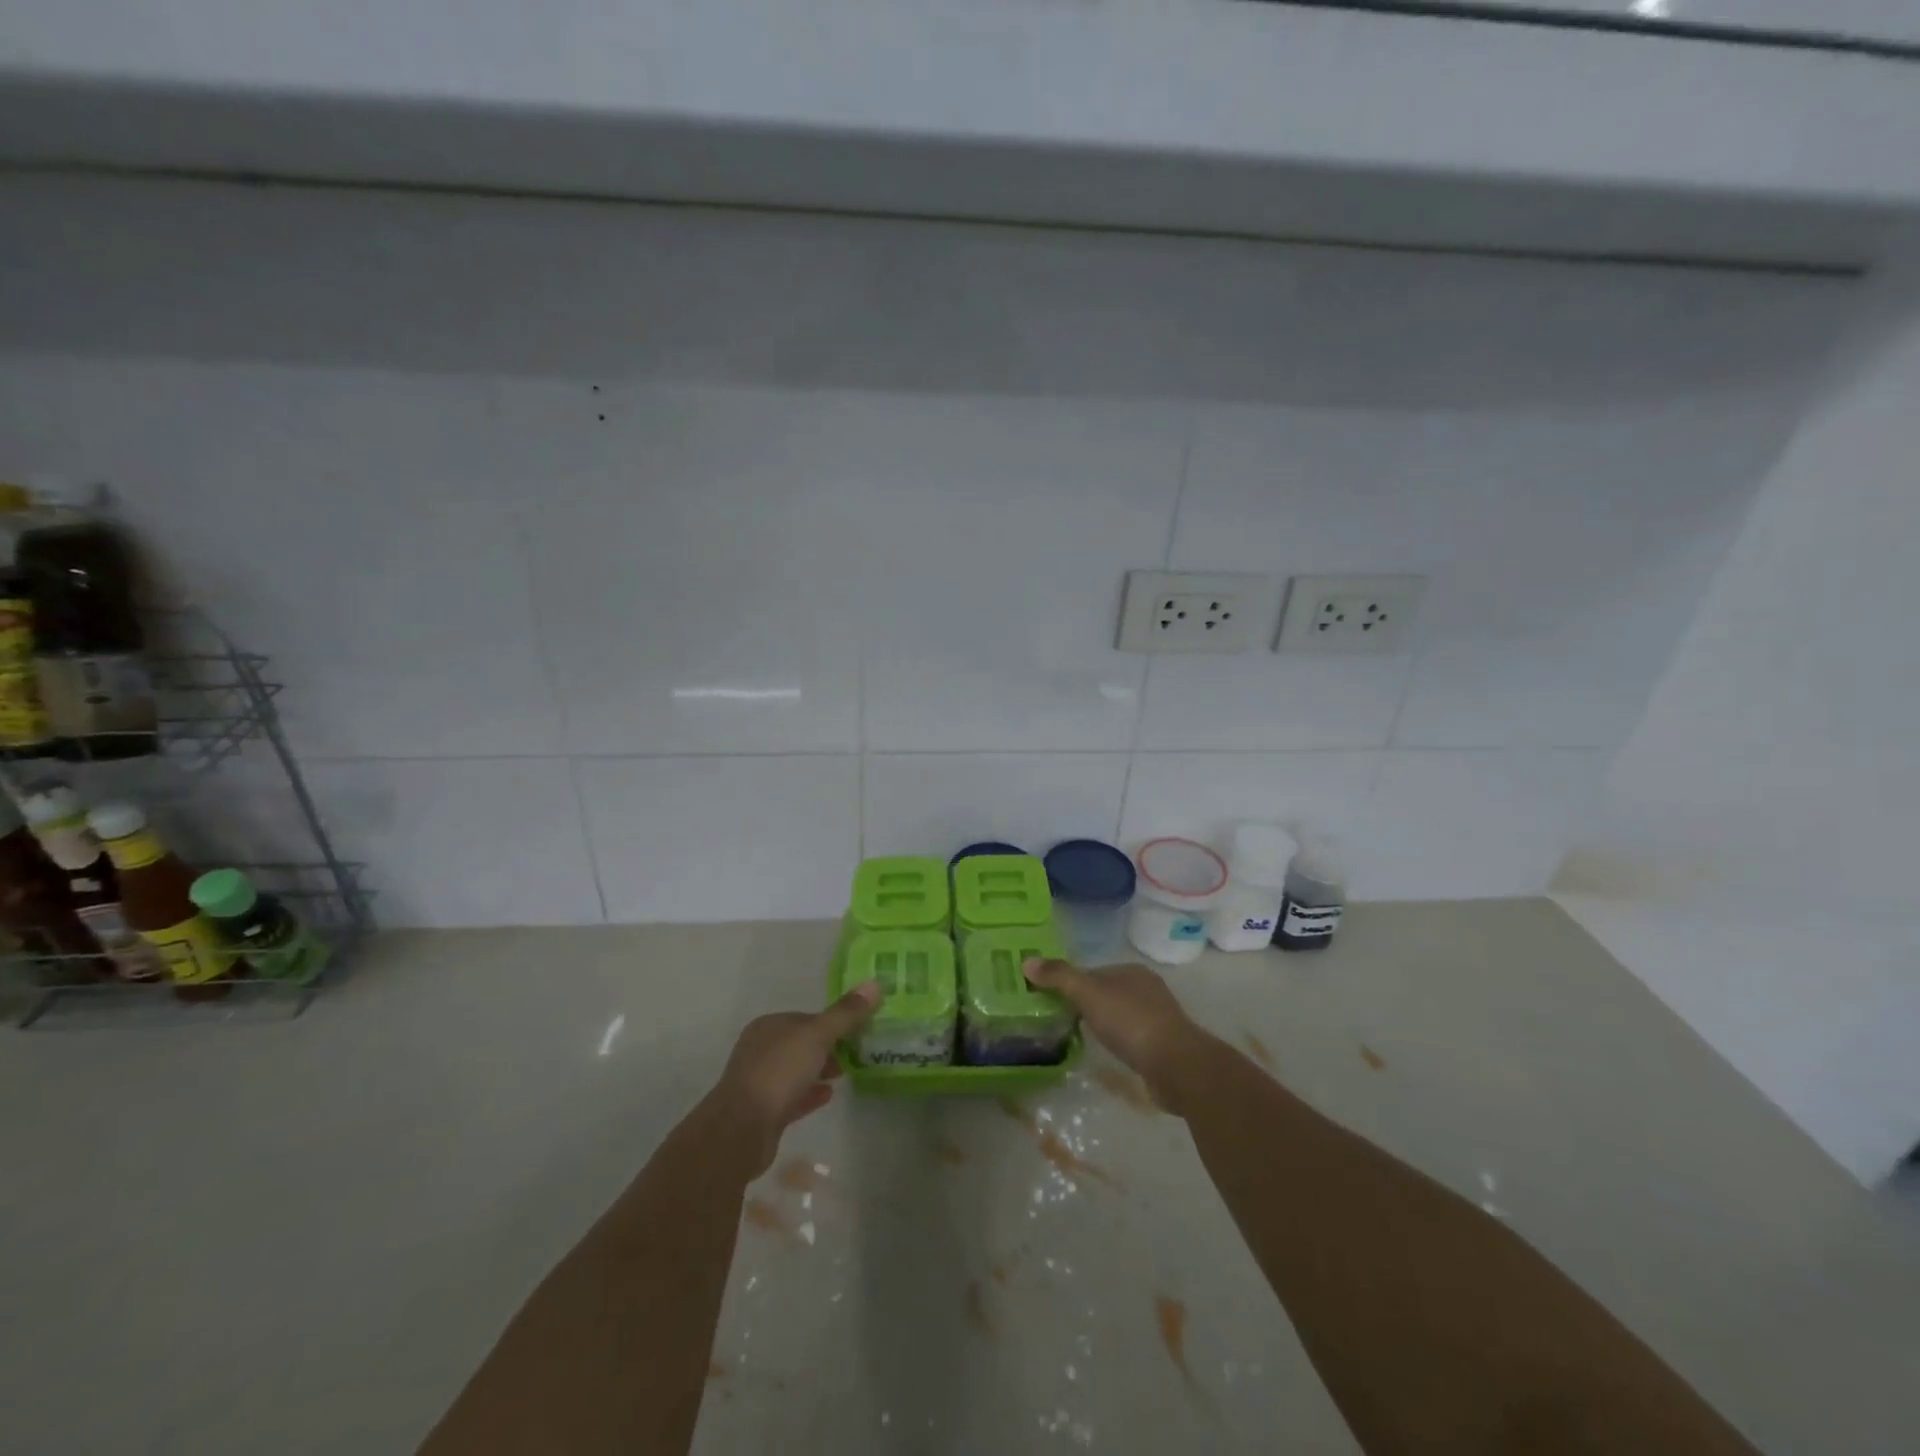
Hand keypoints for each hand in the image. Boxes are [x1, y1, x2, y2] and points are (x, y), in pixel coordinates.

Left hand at [704, 980, 881, 1176]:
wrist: (742, 1128)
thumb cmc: (779, 1071)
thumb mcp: (817, 1036)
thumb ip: (846, 1013)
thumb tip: (874, 983)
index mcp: (770, 1026)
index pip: (807, 1018)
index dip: (833, 1022)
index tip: (858, 1031)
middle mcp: (761, 1049)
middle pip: (801, 1044)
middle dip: (828, 1047)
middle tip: (857, 1054)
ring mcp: (760, 1081)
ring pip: (797, 1070)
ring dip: (820, 1070)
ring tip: (846, 1074)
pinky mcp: (763, 1112)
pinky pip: (793, 1097)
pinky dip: (811, 1093)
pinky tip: (829, 1095)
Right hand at [1022, 958, 1215, 1112]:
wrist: (1176, 1065)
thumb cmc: (1130, 1022)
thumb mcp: (1088, 994)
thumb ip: (1059, 977)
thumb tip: (1027, 961)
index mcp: (1132, 971)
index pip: (1093, 971)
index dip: (1071, 983)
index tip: (1051, 999)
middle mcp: (1148, 989)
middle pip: (1107, 992)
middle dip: (1086, 1004)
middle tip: (1060, 1020)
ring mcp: (1158, 1018)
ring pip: (1120, 1015)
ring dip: (1102, 1024)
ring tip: (1079, 1038)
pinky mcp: (1163, 1045)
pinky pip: (1131, 1037)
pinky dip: (1118, 1042)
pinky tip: (1108, 1053)